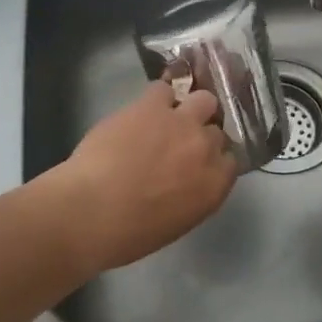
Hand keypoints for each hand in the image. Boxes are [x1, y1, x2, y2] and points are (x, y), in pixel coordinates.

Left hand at [52, 80, 237, 271]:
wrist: (91, 210)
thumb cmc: (128, 233)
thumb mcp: (175, 222)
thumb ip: (192, 195)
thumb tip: (187, 180)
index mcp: (215, 185)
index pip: (230, 160)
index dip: (213, 158)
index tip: (198, 162)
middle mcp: (206, 149)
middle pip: (217, 130)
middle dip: (202, 133)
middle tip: (181, 141)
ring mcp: (182, 122)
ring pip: (203, 100)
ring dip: (190, 107)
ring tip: (169, 116)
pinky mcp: (154, 106)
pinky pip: (164, 89)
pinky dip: (157, 98)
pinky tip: (143, 109)